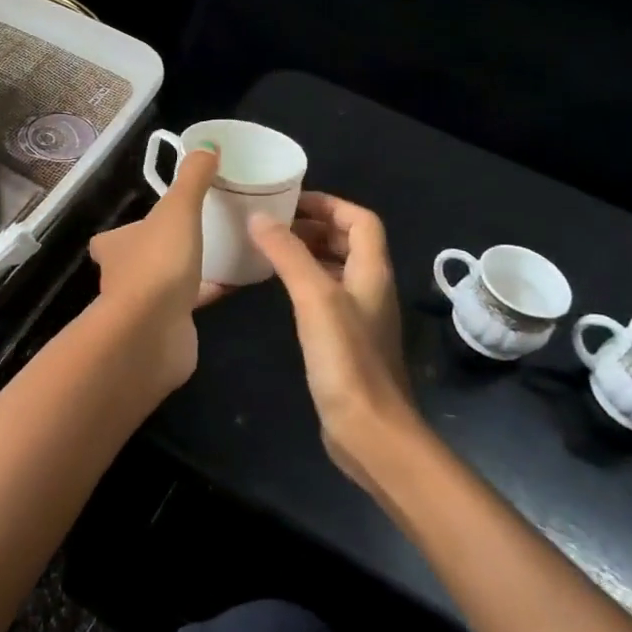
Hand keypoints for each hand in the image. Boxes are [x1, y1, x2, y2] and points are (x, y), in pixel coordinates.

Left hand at [88, 149, 223, 391]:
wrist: (152, 332)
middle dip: (161, 250)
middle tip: (195, 235)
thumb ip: (192, 179)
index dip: (131, 229)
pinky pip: (187, 306)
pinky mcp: (165, 329)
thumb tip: (207, 146)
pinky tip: (232, 286)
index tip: (155, 221)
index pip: (113, 237)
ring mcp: (141, 307)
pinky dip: (205, 295)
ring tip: (218, 256)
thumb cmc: (158, 264)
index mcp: (115, 247)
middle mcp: (120, 277)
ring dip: (183, 274)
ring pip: (163, 284)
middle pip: (139, 259)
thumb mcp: (178, 210)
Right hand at [249, 193, 419, 483]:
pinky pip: (326, 297)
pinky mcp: (345, 342)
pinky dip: (305, 283)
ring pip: (336, 270)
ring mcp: (359, 317)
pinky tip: (279, 292)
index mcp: (372, 272)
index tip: (290, 201)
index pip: (361, 221)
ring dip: (309, 254)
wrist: (368, 430)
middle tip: (273, 224)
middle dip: (315, 227)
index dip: (330, 204)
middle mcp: (371, 289)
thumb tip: (259, 218)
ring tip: (270, 250)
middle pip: (350, 242)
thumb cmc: (346, 359)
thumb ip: (288, 255)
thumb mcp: (315, 297)